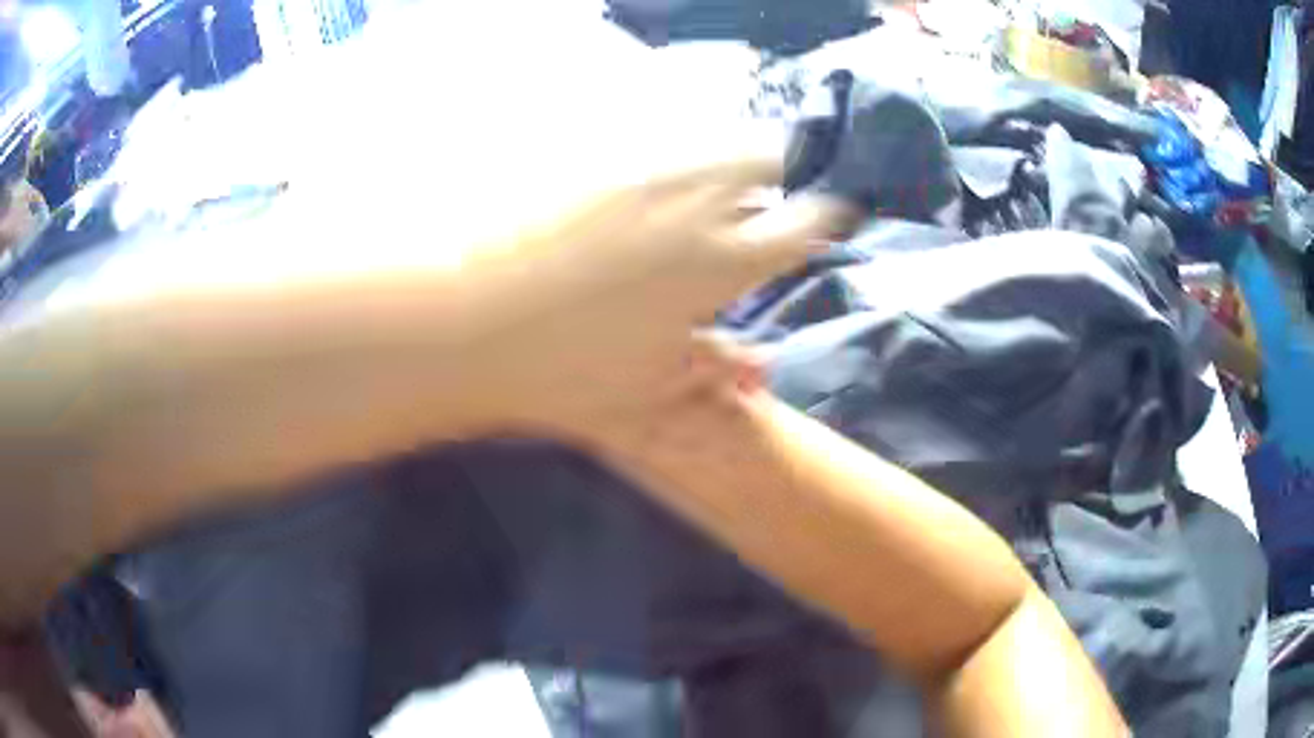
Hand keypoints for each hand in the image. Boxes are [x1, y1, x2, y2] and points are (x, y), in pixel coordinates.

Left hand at [468, 155, 856, 440]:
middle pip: (771, 157)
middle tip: (794, 182)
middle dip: (794, 166)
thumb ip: (715, 369)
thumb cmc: (563, 368)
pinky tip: (673, 183)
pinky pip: (667, 147)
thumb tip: (762, 370)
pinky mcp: (604, 162)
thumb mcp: (651, 385)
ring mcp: (647, 173)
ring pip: (720, 142)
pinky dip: (689, 158)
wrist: (468, 321)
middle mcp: (696, 203)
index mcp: (721, 263)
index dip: (831, 215)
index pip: (807, 222)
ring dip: (743, 156)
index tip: (834, 217)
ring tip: (739, 179)